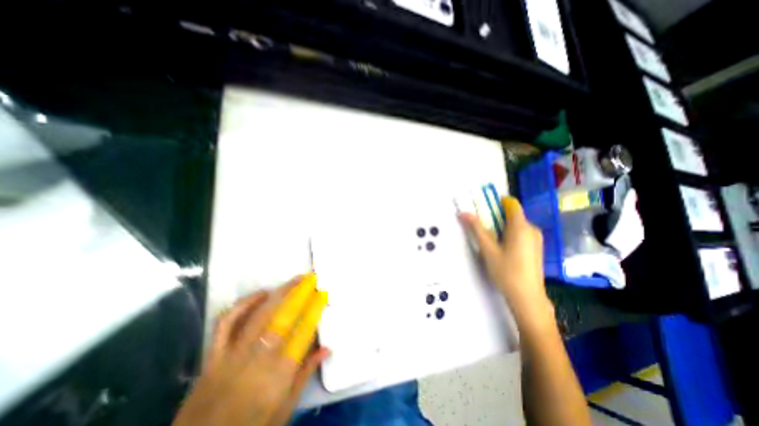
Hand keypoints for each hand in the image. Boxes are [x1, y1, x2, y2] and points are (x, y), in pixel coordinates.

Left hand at [174, 273, 328, 425]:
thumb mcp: (285, 408)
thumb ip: (305, 374)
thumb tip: (327, 348)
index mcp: (279, 374)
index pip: (304, 331)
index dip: (315, 309)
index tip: (323, 293)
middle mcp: (258, 358)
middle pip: (282, 316)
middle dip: (299, 293)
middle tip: (310, 278)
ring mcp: (233, 354)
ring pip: (259, 314)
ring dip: (278, 292)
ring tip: (292, 281)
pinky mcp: (213, 355)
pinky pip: (226, 322)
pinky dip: (243, 304)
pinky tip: (260, 294)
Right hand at [460, 196, 554, 328]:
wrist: (527, 297)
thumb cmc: (506, 271)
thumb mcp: (488, 249)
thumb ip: (476, 229)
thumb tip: (463, 213)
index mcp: (521, 227)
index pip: (511, 203)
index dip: (497, 201)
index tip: (483, 206)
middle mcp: (532, 229)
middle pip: (512, 214)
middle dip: (496, 216)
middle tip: (481, 226)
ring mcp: (536, 239)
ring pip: (516, 225)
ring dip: (501, 226)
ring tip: (489, 239)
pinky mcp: (536, 248)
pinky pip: (521, 233)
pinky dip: (509, 234)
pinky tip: (501, 248)